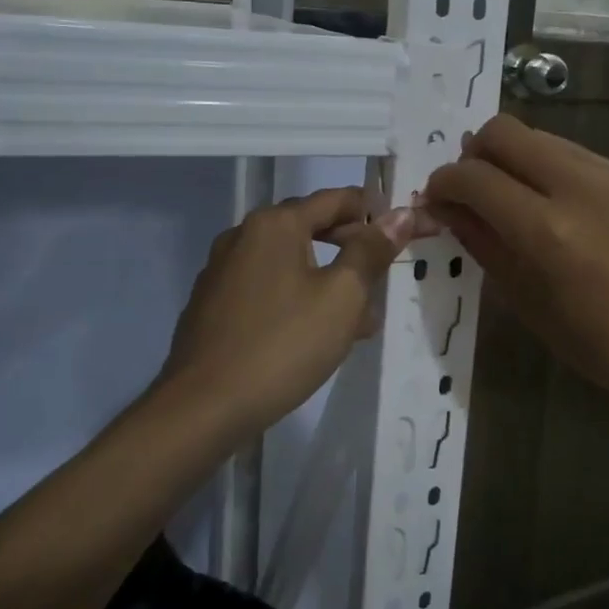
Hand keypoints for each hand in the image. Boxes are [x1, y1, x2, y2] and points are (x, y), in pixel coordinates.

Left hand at [159, 188, 428, 435]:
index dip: (375, 212)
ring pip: (290, 261)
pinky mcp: (213, 304)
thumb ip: (372, 251)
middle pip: (311, 227)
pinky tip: (314, 335)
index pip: (337, 199)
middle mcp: (243, 235)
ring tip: (358, 320)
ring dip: (327, 279)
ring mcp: (222, 270)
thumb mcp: (342, 297)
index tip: (405, 234)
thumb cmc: (283, 345)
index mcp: (275, 224)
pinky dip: (297, 297)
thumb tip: (401, 214)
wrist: (202, 408)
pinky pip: (267, 287)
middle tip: (383, 280)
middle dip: (352, 250)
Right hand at [423, 116, 608, 417]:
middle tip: (474, 186)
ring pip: (544, 138)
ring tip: (523, 199)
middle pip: (505, 131)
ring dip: (519, 161)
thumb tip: (446, 208)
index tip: (438, 196)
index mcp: (547, 231)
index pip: (474, 177)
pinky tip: (574, 212)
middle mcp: (582, 187)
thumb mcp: (527, 302)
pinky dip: (561, 175)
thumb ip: (483, 244)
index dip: (444, 182)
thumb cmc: (601, 345)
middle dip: (476, 153)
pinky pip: (584, 158)